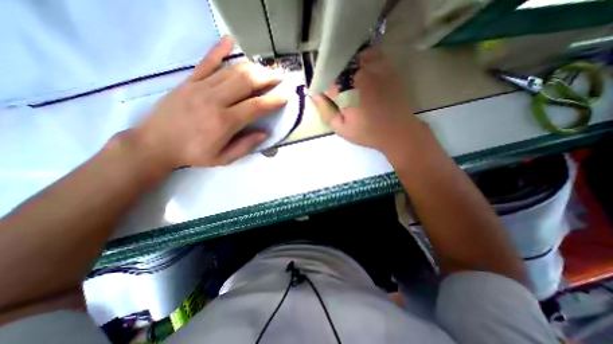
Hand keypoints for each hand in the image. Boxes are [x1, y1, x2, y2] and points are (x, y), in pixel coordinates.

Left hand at [129, 36, 286, 170]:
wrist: (155, 144)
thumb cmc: (193, 154)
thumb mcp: (223, 159)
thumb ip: (245, 146)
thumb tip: (265, 133)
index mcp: (225, 122)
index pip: (256, 106)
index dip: (273, 101)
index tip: (285, 97)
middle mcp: (215, 100)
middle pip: (246, 82)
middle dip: (266, 78)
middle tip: (279, 78)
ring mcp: (200, 87)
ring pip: (232, 71)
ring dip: (252, 68)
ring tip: (265, 69)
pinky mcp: (189, 81)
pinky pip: (206, 62)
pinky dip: (218, 50)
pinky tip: (229, 41)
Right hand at [313, 49, 424, 152]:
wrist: (397, 131)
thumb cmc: (367, 133)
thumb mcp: (341, 129)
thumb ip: (326, 111)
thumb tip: (314, 94)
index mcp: (346, 92)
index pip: (325, 80)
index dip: (320, 86)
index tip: (322, 94)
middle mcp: (359, 75)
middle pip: (337, 66)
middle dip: (332, 76)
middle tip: (335, 91)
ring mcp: (375, 68)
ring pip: (352, 58)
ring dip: (346, 67)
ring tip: (347, 82)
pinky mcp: (387, 67)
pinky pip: (370, 54)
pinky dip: (362, 59)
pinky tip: (361, 71)